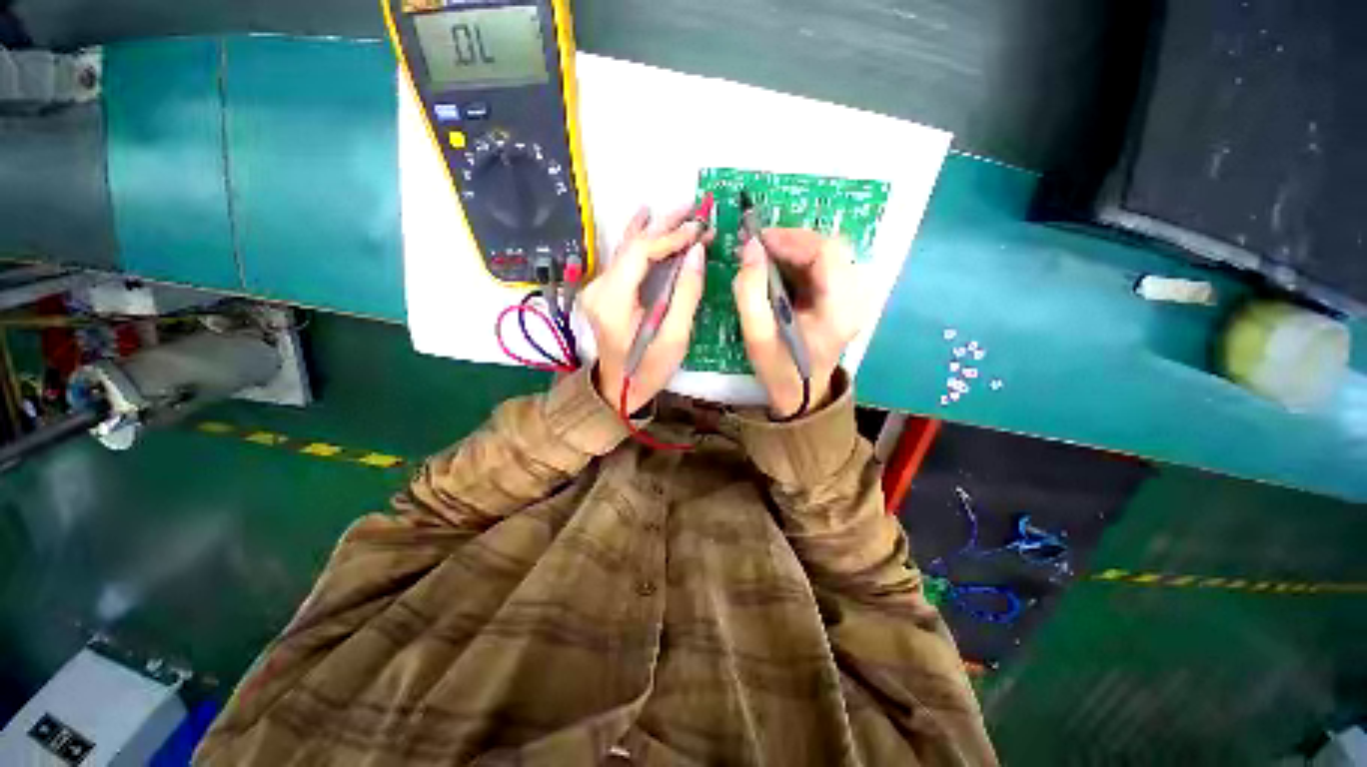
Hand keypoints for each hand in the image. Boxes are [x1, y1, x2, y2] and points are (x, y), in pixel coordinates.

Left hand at [581, 206, 707, 412]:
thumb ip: (686, 294)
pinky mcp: (603, 292)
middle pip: (632, 246)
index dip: (670, 237)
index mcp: (613, 301)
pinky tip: (645, 217)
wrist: (617, 389)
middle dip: (665, 226)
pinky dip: (642, 240)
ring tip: (680, 211)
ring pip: (627, 248)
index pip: (640, 253)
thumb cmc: (648, 370)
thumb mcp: (674, 338)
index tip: (699, 229)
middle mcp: (599, 288)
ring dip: (655, 229)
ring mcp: (597, 288)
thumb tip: (697, 252)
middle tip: (695, 209)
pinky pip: (624, 259)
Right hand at [733, 229, 862, 418]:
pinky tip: (779, 269)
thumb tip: (750, 247)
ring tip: (765, 257)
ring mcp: (853, 297)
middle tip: (759, 247)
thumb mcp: (756, 335)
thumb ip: (749, 291)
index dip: (792, 239)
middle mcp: (855, 298)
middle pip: (832, 248)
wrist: (802, 396)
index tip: (758, 241)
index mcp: (839, 310)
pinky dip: (799, 260)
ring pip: (828, 254)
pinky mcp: (843, 298)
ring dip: (795, 249)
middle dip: (793, 241)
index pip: (827, 253)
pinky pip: (824, 266)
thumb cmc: (779, 370)